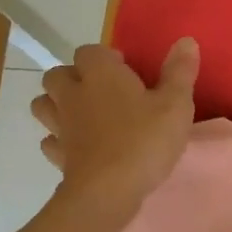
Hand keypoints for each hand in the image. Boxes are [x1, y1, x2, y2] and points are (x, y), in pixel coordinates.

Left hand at [31, 40, 197, 213]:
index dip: (106, 58)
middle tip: (103, 91)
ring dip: (58, 104)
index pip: (90, 51)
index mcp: (101, 75)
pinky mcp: (58, 156)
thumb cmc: (145, 140)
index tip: (127, 71)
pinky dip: (60, 139)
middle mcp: (74, 94)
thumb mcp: (175, 104)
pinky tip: (79, 146)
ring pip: (44, 104)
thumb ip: (179, 72)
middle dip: (74, 77)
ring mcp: (61, 126)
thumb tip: (186, 40)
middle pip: (58, 74)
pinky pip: (50, 140)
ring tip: (85, 115)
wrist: (108, 191)